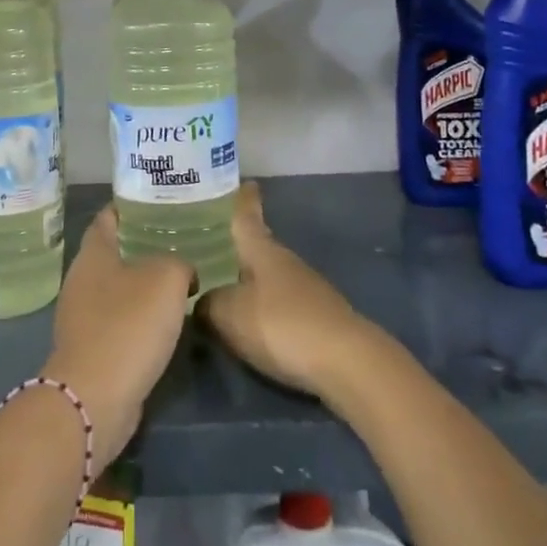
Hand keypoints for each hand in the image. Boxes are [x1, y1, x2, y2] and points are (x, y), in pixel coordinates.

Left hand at [43, 205, 193, 470]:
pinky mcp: (91, 348)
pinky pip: (118, 320)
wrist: (96, 396)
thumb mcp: (166, 279)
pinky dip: (139, 316)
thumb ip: (179, 264)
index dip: (128, 207)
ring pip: (117, 288)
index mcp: (93, 254)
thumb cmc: (128, 325)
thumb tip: (183, 272)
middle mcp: (81, 280)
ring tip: (179, 278)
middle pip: (112, 252)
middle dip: (141, 245)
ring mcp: (82, 316)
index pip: (107, 218)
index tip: (155, 202)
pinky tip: (165, 320)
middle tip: (178, 240)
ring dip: (142, 284)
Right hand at [200, 183, 378, 403]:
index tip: (242, 182)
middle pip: (258, 247)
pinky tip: (249, 322)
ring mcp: (306, 290)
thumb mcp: (229, 314)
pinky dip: (263, 307)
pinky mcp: (317, 319)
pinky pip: (280, 304)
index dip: (242, 199)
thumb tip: (199, 300)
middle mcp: (285, 262)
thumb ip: (207, 303)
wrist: (347, 363)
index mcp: (262, 250)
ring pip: (269, 277)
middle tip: (207, 245)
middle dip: (236, 246)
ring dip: (249, 279)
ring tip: (222, 287)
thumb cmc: (282, 325)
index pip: (247, 216)